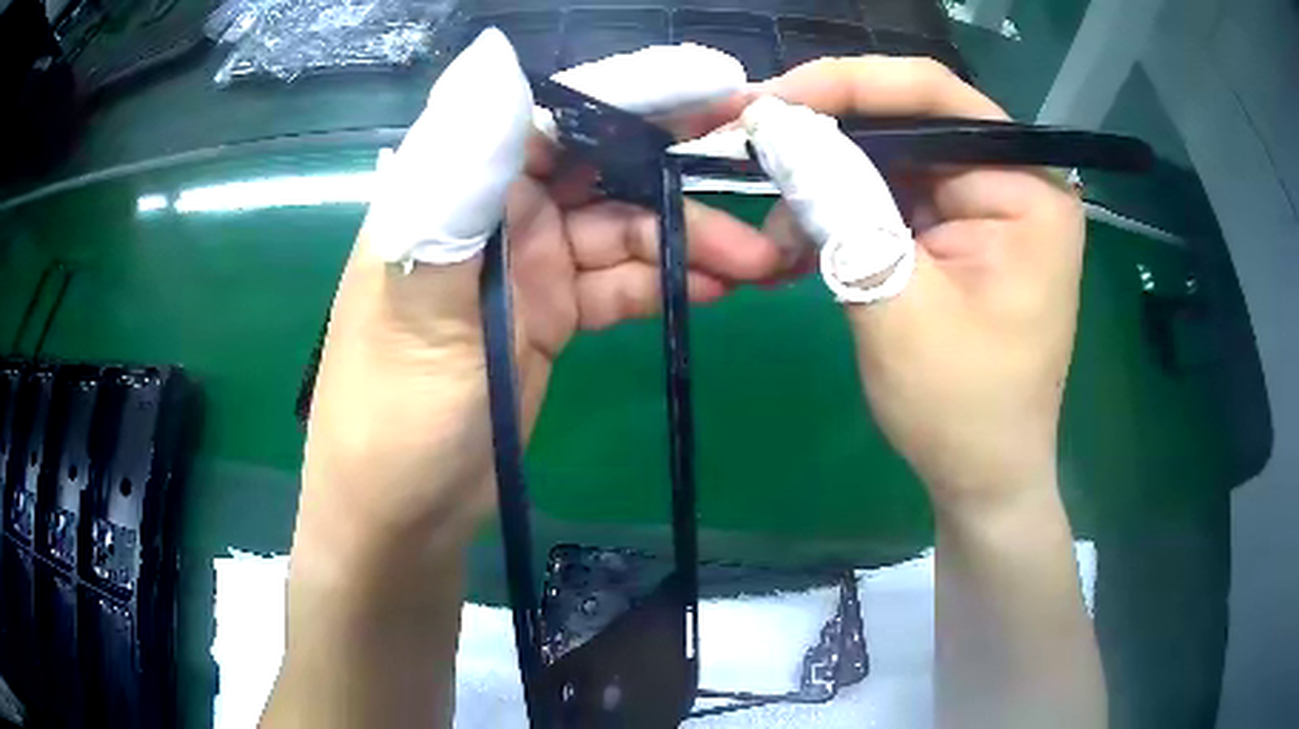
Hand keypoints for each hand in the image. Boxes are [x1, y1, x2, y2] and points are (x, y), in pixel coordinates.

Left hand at [297, 32, 781, 569]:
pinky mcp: (552, 311)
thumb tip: (495, 56)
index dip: (637, 93)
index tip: (723, 89)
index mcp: (456, 186)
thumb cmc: (394, 414)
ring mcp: (528, 261)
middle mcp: (495, 208)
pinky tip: (722, 289)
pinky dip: (671, 281)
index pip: (554, 111)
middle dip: (682, 157)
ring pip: (626, 225)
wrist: (404, 516)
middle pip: (601, 157)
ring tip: (764, 259)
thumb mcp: (419, 294)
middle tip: (767, 156)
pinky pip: (624, 280)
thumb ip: (459, 178)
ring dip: (694, 237)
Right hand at [737, 57, 1084, 512]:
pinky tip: (801, 243)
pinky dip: (840, 211)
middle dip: (826, 136)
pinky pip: (889, 196)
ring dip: (826, 182)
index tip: (769, 103)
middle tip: (752, 150)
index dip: (847, 84)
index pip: (936, 98)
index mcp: (1027, 189)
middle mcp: (1012, 181)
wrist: (981, 478)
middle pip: (909, 121)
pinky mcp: (958, 232)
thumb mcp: (898, 305)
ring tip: (774, 225)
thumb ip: (842, 209)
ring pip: (890, 158)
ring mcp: (984, 205)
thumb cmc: (961, 409)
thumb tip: (777, 129)